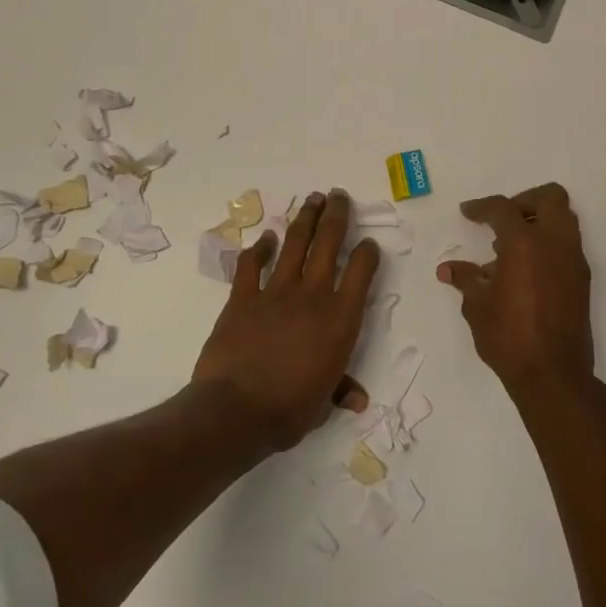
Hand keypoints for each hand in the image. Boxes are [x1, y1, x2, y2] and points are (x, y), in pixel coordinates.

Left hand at [192, 189, 378, 450]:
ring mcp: (275, 292)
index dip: (367, 253)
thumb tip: (357, 400)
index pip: (361, 272)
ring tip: (313, 199)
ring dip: (305, 219)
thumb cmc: (290, 410)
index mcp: (340, 320)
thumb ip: (340, 390)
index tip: (369, 243)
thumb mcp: (323, 403)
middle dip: (336, 216)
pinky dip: (260, 249)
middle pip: (328, 244)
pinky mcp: (243, 298)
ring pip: (294, 244)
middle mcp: (312, 296)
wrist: (237, 410)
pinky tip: (266, 238)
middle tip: (338, 195)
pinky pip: (252, 265)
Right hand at [438, 183, 593, 398]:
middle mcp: (554, 242)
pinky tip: (525, 270)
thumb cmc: (508, 337)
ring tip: (511, 247)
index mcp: (524, 243)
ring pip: (564, 218)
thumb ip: (465, 279)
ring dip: (539, 220)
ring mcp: (573, 260)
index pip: (503, 208)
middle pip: (549, 197)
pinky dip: (548, 244)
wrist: (553, 374)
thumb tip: (448, 269)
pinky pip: (567, 244)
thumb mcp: (477, 306)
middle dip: (524, 200)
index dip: (481, 207)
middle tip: (502, 220)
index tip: (468, 212)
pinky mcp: (582, 278)